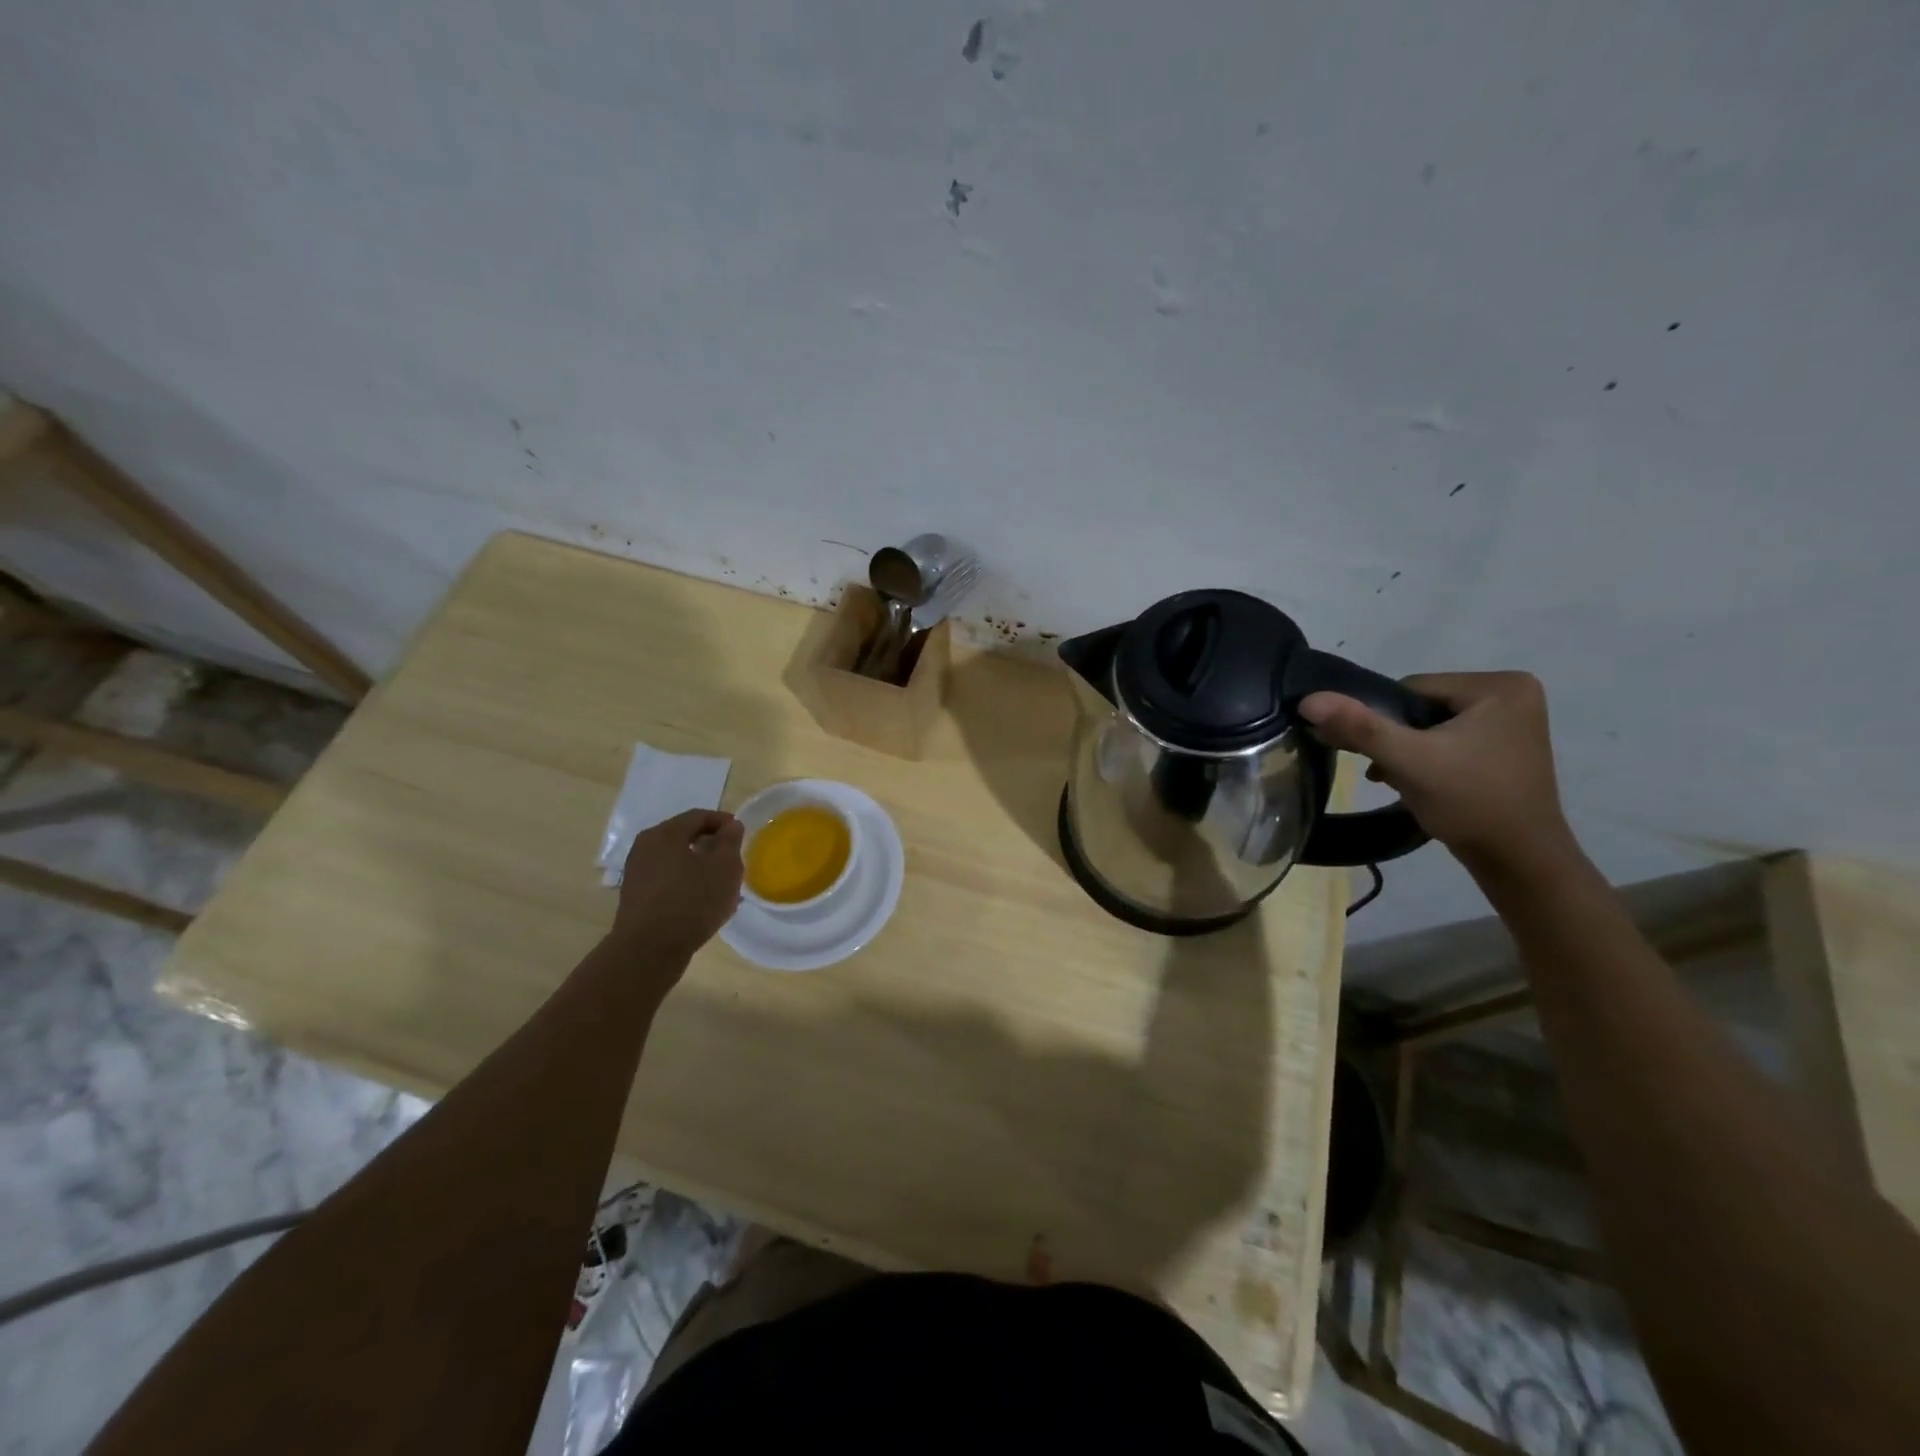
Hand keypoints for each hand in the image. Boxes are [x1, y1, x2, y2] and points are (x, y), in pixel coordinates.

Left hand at [611, 809, 745, 960]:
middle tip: (732, 858)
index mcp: (665, 833)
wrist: (649, 950)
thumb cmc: (692, 901)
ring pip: (675, 860)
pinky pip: (666, 880)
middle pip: (684, 836)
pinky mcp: (635, 897)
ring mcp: (636, 873)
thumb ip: (730, 841)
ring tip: (719, 883)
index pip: (699, 816)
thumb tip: (730, 825)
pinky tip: (700, 901)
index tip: (741, 834)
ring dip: (698, 866)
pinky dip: (685, 882)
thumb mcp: (725, 867)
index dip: (724, 821)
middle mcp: (645, 847)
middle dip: (710, 844)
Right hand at [1299, 671, 1578, 872]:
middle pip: (1422, 705)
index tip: (1386, 756)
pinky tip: (1420, 783)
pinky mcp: (1506, 745)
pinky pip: (1449, 739)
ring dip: (1408, 750)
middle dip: (1398, 738)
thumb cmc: (1470, 804)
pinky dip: (1428, 758)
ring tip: (1405, 780)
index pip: (1412, 688)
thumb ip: (1359, 727)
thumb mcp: (1408, 761)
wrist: (1519, 862)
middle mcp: (1513, 692)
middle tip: (1391, 772)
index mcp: (1500, 685)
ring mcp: (1513, 720)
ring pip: (1431, 724)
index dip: (1386, 721)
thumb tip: (1309, 699)